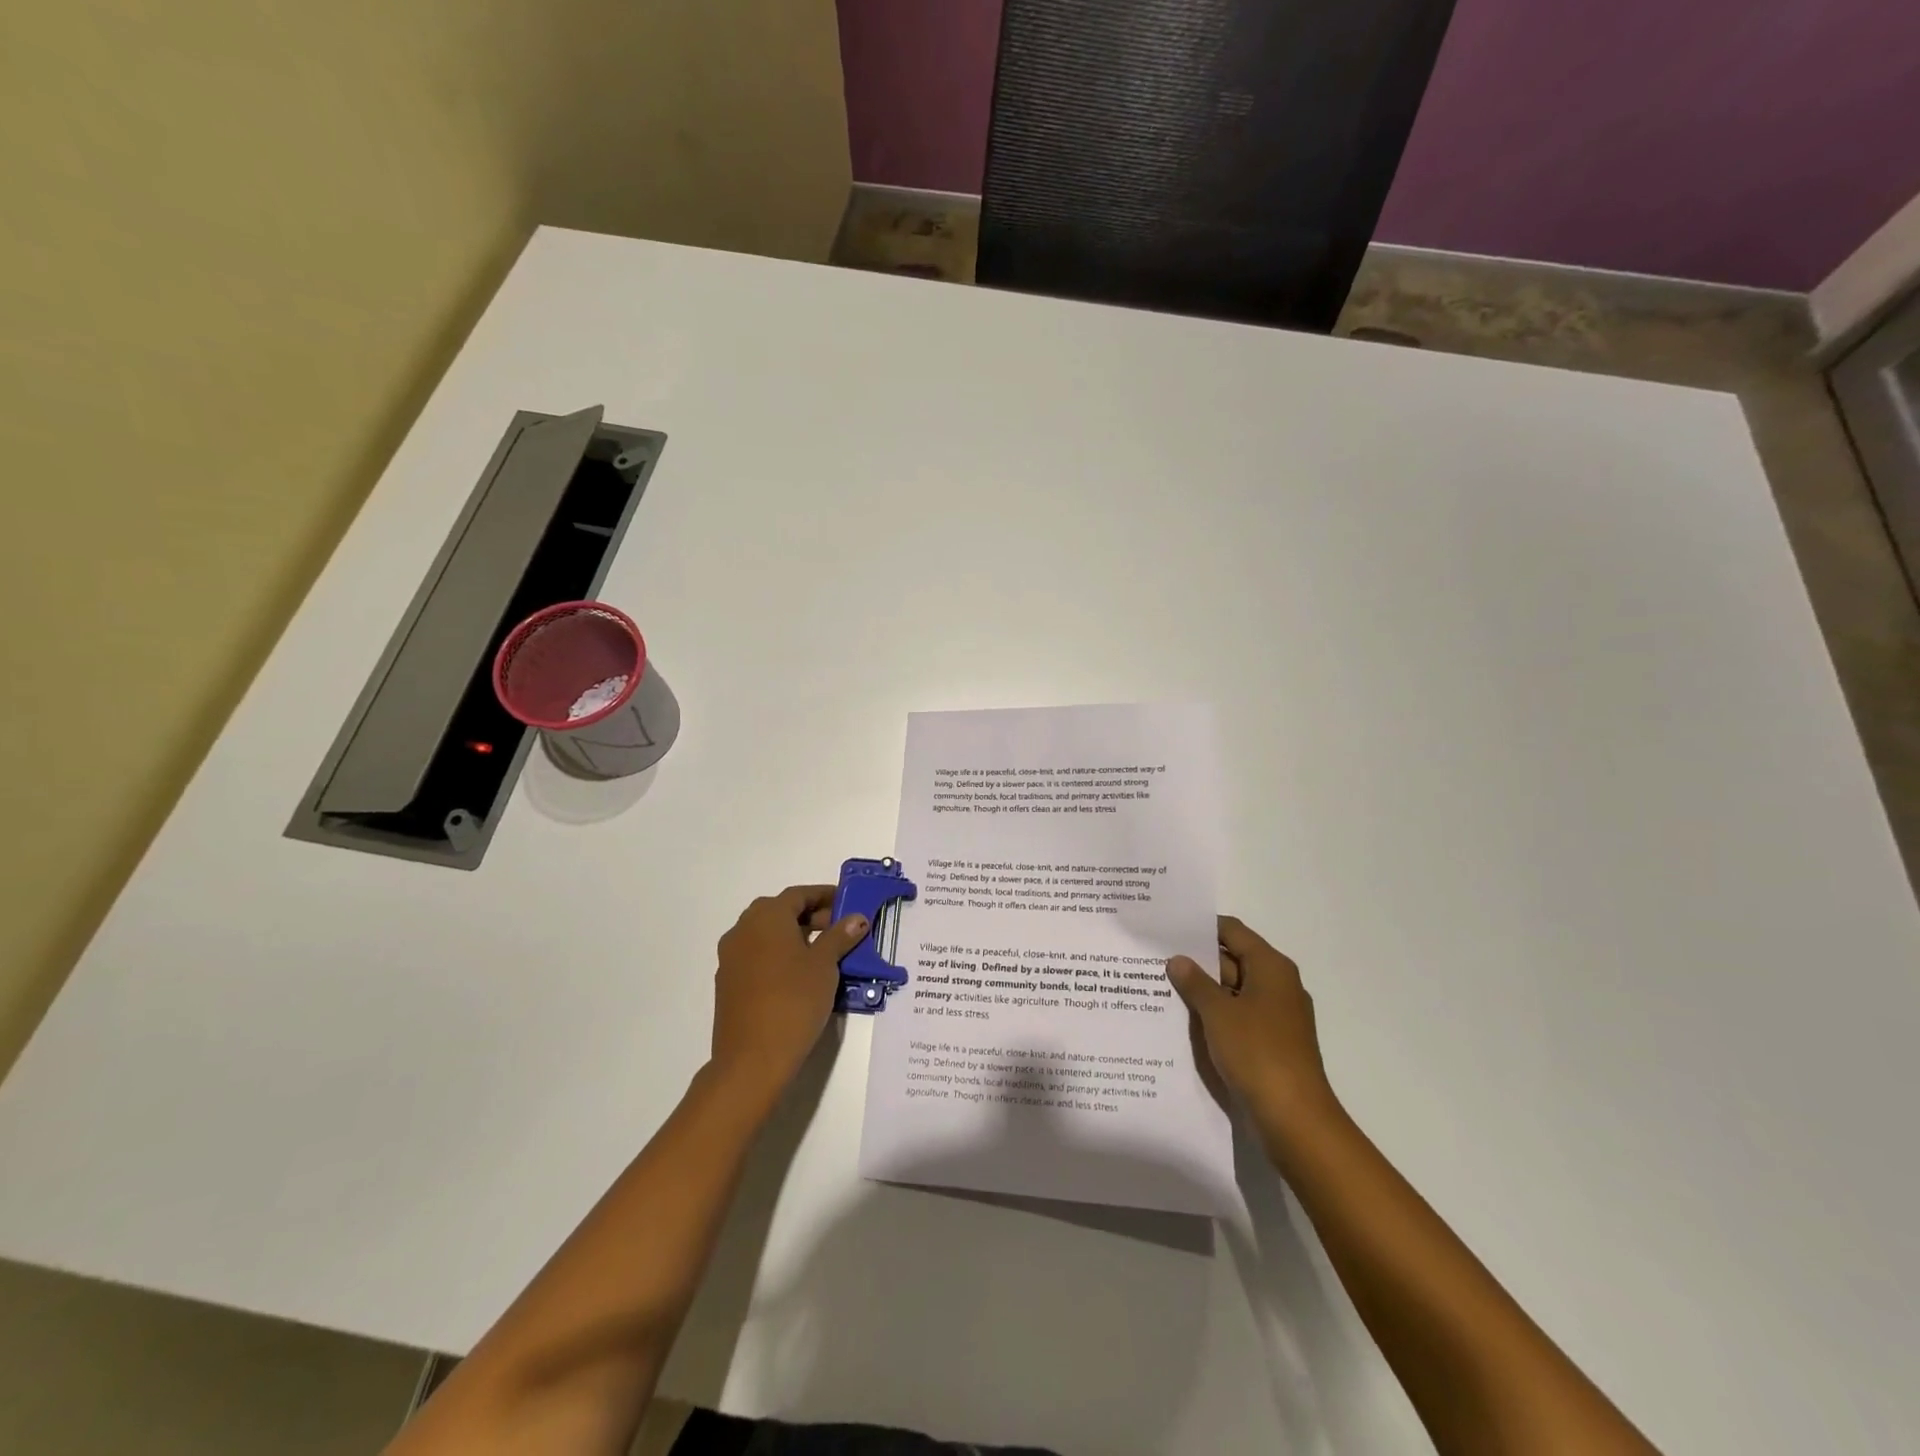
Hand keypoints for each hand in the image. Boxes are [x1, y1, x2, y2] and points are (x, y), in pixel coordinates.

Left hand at [709, 885, 868, 1104]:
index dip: (825, 896)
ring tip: (823, 953)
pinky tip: (799, 975)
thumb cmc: (793, 1001)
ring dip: (794, 936)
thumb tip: (857, 918)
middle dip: (810, 916)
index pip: (798, 894)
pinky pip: (757, 955)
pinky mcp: (728, 982)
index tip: (847, 903)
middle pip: (780, 911)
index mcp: (766, 917)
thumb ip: (840, 937)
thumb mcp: (824, 966)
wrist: (751, 1059)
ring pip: (766, 934)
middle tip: (839, 928)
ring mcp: (731, 957)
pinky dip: (778, 955)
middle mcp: (743, 930)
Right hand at [1167, 916, 1339, 1138]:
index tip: (1168, 927)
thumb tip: (1178, 959)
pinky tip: (1183, 1019)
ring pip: (1233, 991)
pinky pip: (1237, 1016)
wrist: (1294, 1117)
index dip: (1201, 927)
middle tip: (1155, 957)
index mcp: (1271, 967)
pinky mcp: (1270, 1042)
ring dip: (1203, 990)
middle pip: (1233, 959)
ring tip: (1161, 986)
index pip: (1232, 931)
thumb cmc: (1257, 1052)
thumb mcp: (1218, 1013)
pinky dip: (1214, 1014)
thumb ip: (1195, 982)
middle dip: (1197, 960)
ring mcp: (1276, 1015)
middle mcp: (1277, 985)